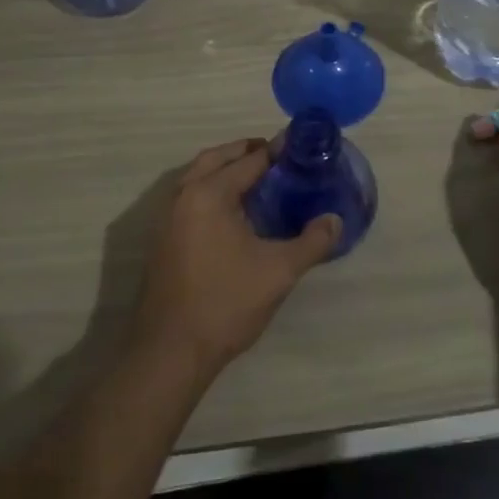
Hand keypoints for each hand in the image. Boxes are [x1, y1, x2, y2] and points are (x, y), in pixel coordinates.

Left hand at [131, 138, 338, 377]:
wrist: (170, 352)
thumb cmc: (226, 303)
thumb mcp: (279, 271)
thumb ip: (312, 241)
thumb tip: (336, 220)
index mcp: (209, 194)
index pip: (249, 160)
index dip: (277, 151)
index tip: (301, 146)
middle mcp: (183, 196)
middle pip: (216, 158)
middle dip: (246, 151)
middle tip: (278, 157)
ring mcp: (166, 218)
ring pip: (197, 177)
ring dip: (225, 169)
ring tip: (258, 180)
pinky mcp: (162, 240)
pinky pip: (189, 197)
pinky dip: (211, 189)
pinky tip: (234, 212)